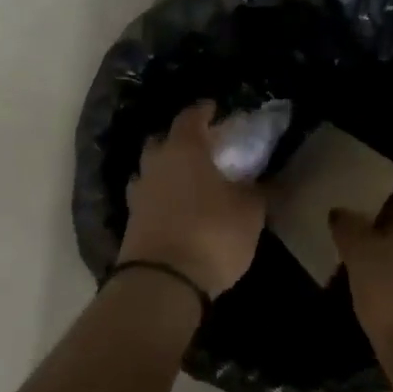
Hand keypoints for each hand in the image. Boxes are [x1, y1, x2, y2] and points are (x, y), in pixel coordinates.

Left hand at [119, 102, 266, 298]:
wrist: (162, 282)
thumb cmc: (211, 233)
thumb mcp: (249, 212)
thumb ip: (256, 191)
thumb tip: (261, 181)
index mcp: (184, 149)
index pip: (190, 117)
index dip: (204, 111)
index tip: (215, 109)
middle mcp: (155, 164)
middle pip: (163, 141)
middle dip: (180, 141)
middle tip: (202, 148)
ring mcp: (138, 194)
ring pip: (151, 170)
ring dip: (167, 171)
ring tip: (188, 181)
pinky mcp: (131, 223)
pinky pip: (147, 199)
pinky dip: (161, 198)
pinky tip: (176, 208)